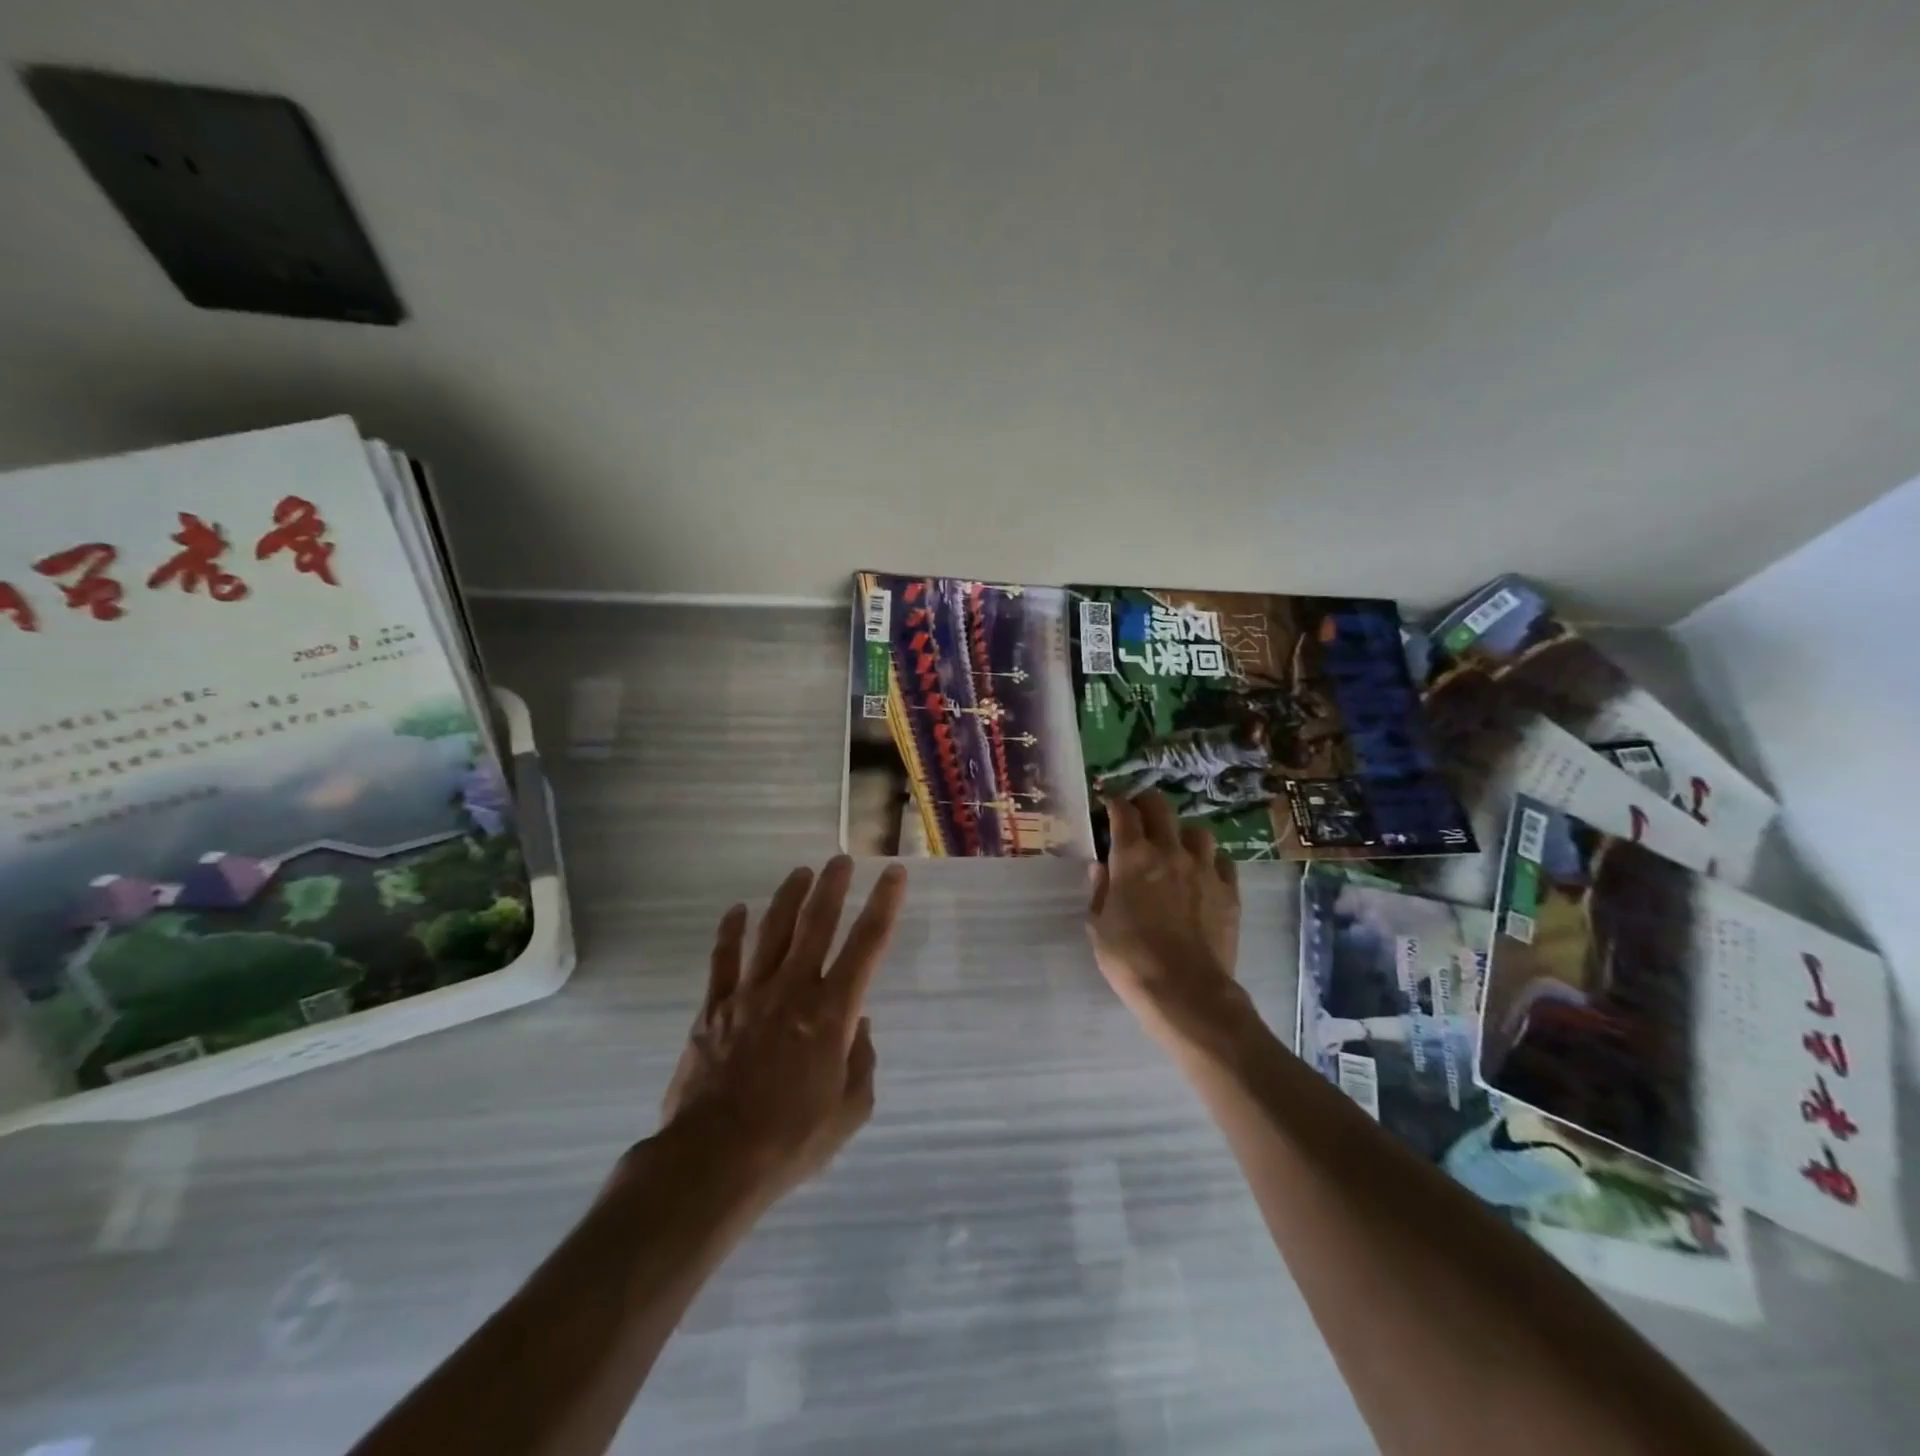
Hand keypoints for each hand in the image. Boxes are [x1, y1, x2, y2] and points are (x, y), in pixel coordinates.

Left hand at [659, 856, 907, 1202]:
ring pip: (772, 931)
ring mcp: (750, 994)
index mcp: (832, 1012)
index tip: (894, 874)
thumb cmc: (792, 1140)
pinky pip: (723, 959)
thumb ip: (862, 1062)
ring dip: (788, 898)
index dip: (884, 904)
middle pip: (816, 923)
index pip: (867, 944)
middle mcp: (793, 989)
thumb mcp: (850, 1110)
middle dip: (832, 887)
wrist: (714, 1160)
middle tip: (840, 860)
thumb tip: (858, 1025)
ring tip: (800, 873)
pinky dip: (730, 931)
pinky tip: (737, 910)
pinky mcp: (714, 1008)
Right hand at [1087, 793, 1249, 1053]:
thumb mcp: (1098, 925)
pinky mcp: (1229, 890)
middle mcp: (1169, 852)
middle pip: (1161, 807)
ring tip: (1176, 848)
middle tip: (1139, 815)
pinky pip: (1222, 861)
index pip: (1124, 812)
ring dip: (1182, 834)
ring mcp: (1204, 869)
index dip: (1115, 804)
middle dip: (1146, 804)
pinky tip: (1202, 875)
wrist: (1185, 990)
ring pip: (1197, 832)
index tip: (1109, 806)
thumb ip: (1100, 890)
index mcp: (1132, 857)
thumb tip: (1100, 867)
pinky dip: (1210, 862)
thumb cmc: (1130, 958)